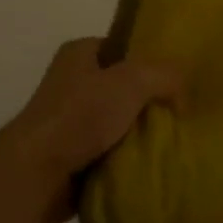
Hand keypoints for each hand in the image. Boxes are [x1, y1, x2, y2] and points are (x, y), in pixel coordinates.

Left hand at [1, 38, 181, 222]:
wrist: (37, 175)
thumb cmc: (80, 115)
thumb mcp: (132, 81)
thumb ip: (165, 75)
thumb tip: (184, 94)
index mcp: (79, 53)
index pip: (123, 48)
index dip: (150, 60)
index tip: (177, 80)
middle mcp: (71, 82)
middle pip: (123, 87)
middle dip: (149, 101)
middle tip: (181, 114)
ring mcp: (69, 121)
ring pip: (118, 122)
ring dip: (139, 134)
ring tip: (172, 142)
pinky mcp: (71, 155)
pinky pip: (109, 152)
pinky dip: (127, 159)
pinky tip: (151, 165)